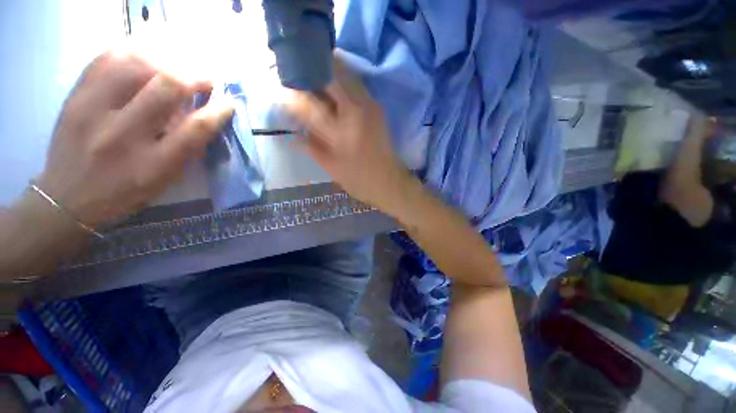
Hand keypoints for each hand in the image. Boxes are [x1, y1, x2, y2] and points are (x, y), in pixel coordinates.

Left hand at [36, 50, 232, 226]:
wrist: (67, 197)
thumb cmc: (125, 194)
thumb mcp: (164, 180)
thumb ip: (186, 148)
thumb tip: (203, 114)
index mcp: (153, 164)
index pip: (196, 128)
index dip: (219, 111)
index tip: (229, 102)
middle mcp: (122, 134)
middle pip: (167, 87)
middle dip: (194, 78)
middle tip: (204, 81)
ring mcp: (93, 111)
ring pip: (137, 64)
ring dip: (165, 63)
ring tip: (174, 70)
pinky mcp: (74, 97)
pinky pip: (106, 59)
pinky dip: (132, 53)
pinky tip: (145, 61)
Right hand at [283, 53, 410, 210]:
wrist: (389, 181)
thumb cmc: (358, 180)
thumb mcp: (330, 166)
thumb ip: (310, 144)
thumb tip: (294, 126)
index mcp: (341, 130)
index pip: (310, 103)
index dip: (294, 94)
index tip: (282, 90)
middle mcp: (357, 111)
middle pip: (331, 75)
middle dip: (311, 71)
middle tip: (298, 77)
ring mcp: (370, 106)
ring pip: (346, 74)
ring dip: (327, 72)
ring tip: (314, 81)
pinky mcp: (377, 107)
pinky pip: (356, 85)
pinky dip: (342, 82)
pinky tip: (333, 91)